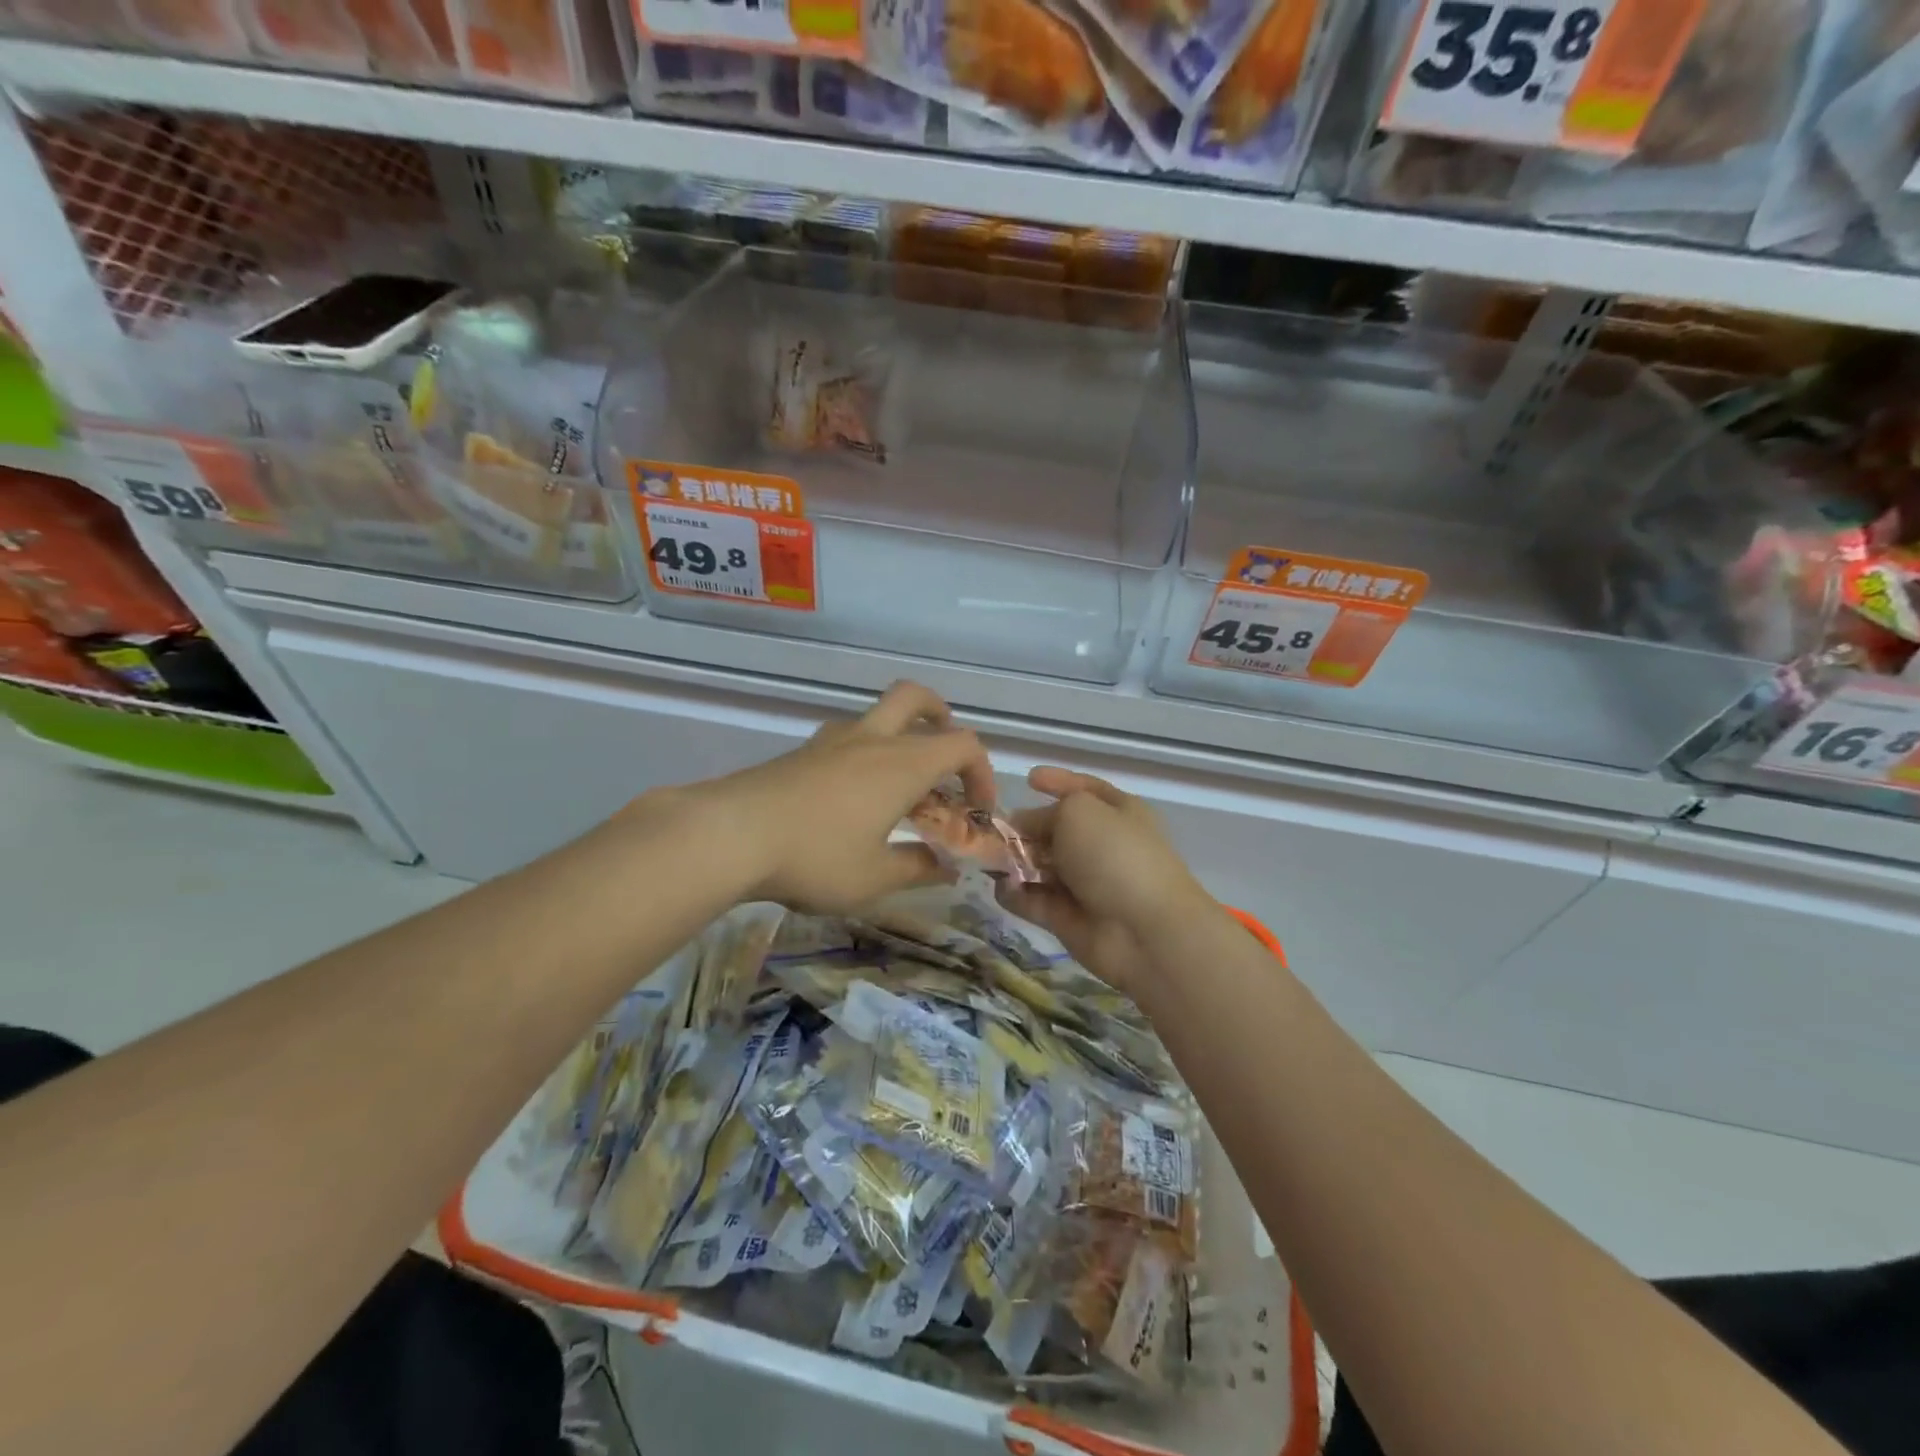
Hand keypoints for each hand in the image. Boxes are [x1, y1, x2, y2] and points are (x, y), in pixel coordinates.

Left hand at [660, 681, 993, 913]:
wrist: (731, 834)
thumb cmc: (816, 856)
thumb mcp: (874, 877)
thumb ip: (918, 869)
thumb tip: (945, 867)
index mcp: (902, 764)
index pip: (963, 744)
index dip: (982, 773)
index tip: (977, 810)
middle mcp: (873, 740)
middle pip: (916, 699)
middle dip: (940, 717)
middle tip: (942, 755)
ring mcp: (832, 740)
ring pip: (878, 716)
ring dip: (900, 737)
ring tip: (897, 785)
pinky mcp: (802, 752)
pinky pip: (847, 737)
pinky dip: (865, 753)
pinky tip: (851, 796)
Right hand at [996, 767, 1213, 998]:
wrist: (1144, 931)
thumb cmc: (1115, 855)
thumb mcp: (1077, 812)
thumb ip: (1043, 814)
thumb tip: (1022, 826)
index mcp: (1117, 812)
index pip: (1084, 790)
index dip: (1058, 781)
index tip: (1029, 779)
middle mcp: (1101, 845)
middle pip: (1056, 830)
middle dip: (1025, 828)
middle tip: (993, 830)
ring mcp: (1085, 884)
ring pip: (1041, 866)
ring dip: (1014, 862)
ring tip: (988, 858)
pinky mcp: (1068, 918)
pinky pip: (1034, 900)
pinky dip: (1015, 894)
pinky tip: (1001, 887)